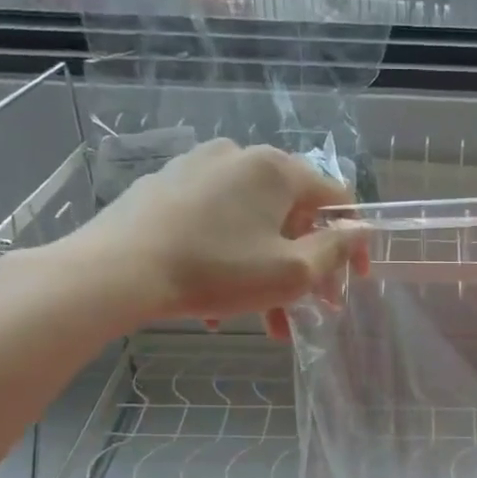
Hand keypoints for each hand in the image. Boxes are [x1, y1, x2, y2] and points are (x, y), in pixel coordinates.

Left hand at [45, 139, 367, 337]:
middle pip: (291, 215)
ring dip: (267, 271)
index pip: (336, 198)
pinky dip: (230, 258)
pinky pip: (215, 223)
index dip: (352, 242)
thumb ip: (335, 249)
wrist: (116, 271)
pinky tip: (217, 303)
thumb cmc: (216, 270)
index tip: (352, 282)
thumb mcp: (291, 271)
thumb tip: (360, 229)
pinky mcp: (165, 188)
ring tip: (263, 321)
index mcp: (276, 169)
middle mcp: (239, 156)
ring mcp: (197, 168)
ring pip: (252, 224)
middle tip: (309, 309)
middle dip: (305, 267)